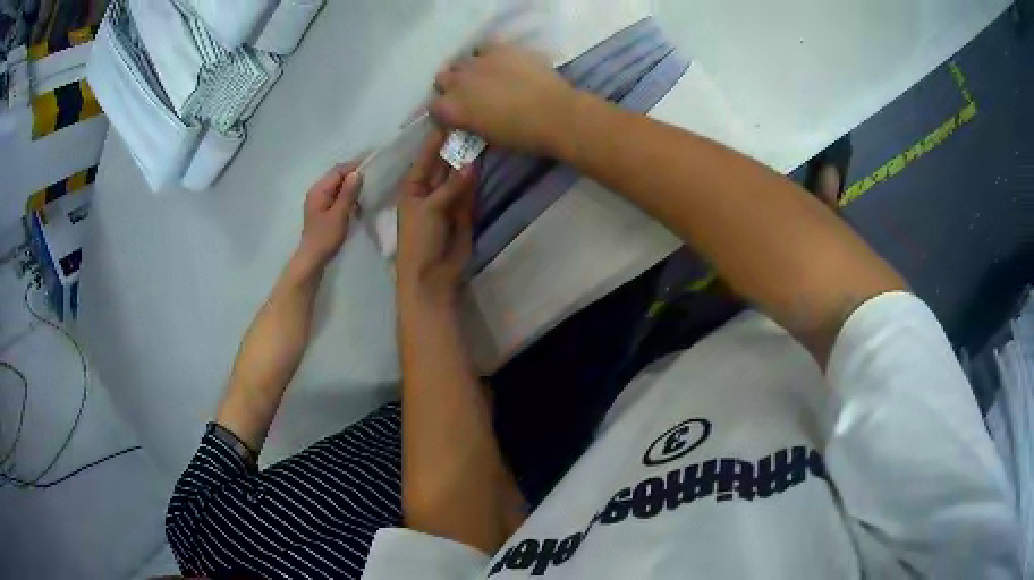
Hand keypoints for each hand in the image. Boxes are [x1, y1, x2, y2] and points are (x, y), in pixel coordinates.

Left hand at [297, 160, 363, 270]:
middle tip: (372, 178)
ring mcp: (319, 201)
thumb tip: (357, 173)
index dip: (354, 166)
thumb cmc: (325, 237)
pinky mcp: (323, 210)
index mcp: (319, 190)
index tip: (372, 165)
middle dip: (353, 176)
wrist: (312, 259)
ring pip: (338, 187)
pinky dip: (347, 197)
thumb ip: (347, 193)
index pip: (338, 170)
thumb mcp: (339, 214)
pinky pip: (337, 196)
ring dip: (351, 187)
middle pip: (337, 177)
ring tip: (366, 191)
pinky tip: (357, 204)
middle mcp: (317, 191)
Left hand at [397, 130, 476, 304]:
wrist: (432, 275)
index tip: (450, 118)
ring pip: (459, 175)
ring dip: (469, 160)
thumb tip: (472, 163)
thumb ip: (451, 186)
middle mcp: (430, 189)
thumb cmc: (419, 240)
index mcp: (413, 186)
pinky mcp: (464, 211)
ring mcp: (448, 199)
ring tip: (483, 136)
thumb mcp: (430, 209)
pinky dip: (477, 179)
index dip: (436, 139)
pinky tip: (485, 161)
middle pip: (444, 163)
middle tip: (473, 123)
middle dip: (455, 147)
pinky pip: (471, 190)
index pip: (425, 157)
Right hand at [430, 44, 577, 155]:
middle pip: (443, 78)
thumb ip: (471, 126)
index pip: (434, 107)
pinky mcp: (499, 48)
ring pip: (461, 61)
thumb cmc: (522, 136)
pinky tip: (500, 62)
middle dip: (453, 86)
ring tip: (486, 76)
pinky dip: (488, 54)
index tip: (457, 114)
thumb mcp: (488, 139)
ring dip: (468, 69)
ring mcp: (477, 62)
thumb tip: (470, 122)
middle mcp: (457, 82)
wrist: (555, 114)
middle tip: (471, 94)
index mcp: (452, 109)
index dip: (445, 110)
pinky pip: (483, 46)